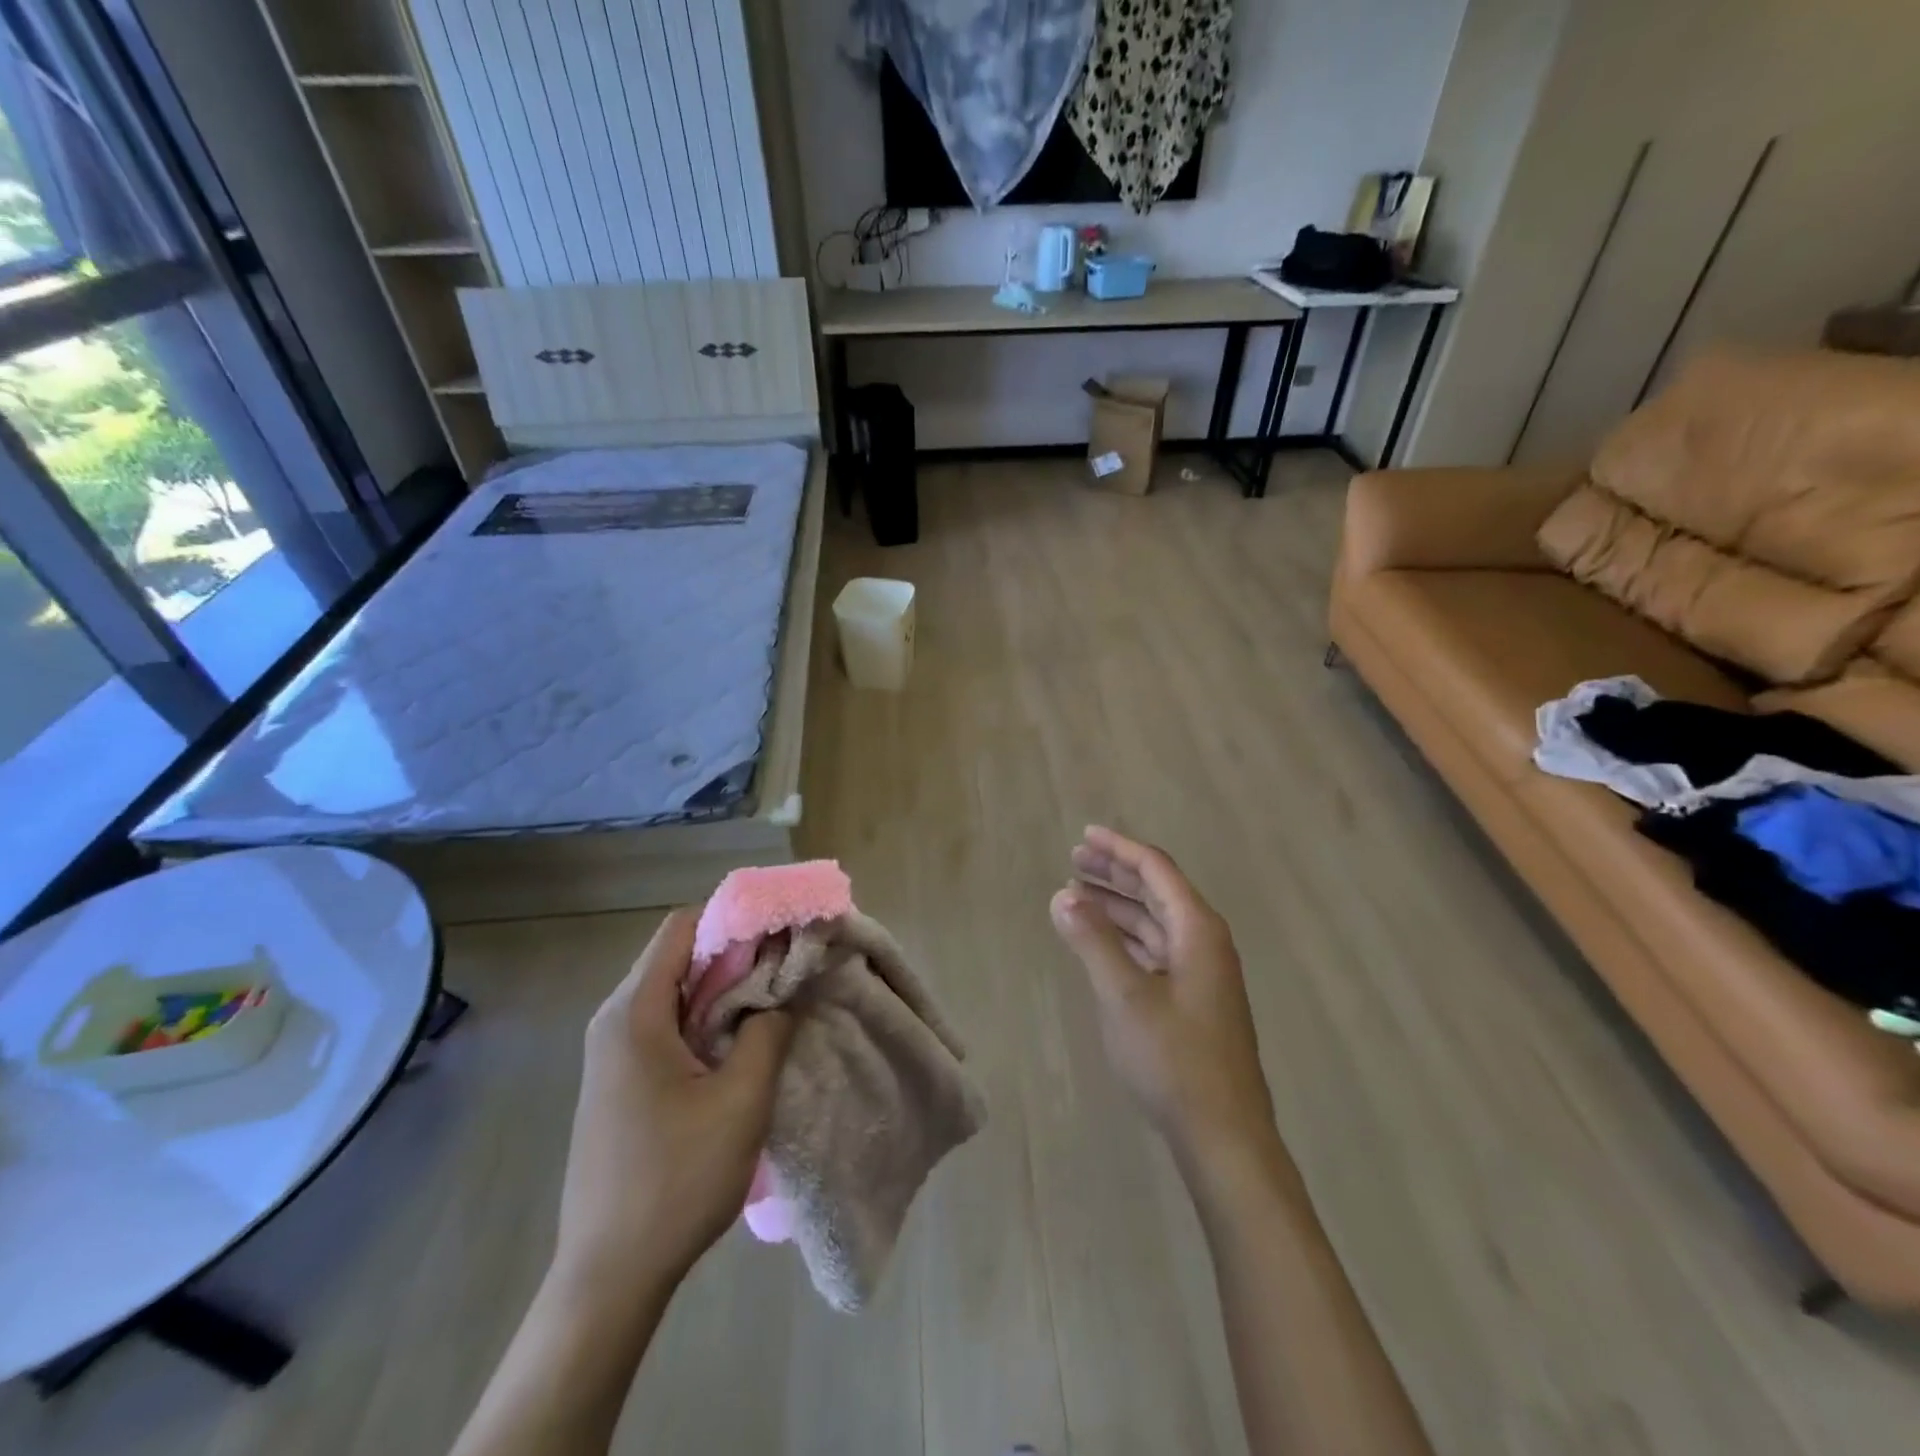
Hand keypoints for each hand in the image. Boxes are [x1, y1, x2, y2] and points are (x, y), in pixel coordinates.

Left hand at [554, 910, 794, 1291]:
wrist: (608, 1277)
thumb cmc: (676, 1180)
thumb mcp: (741, 1100)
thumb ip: (768, 1029)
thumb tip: (786, 986)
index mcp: (634, 1013)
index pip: (682, 928)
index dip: (734, 917)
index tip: (781, 928)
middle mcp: (615, 1020)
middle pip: (678, 955)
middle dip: (735, 951)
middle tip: (788, 963)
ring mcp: (612, 1053)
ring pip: (675, 991)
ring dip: (724, 987)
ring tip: (774, 998)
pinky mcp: (619, 1080)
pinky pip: (666, 1023)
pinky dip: (705, 1016)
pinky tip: (739, 1041)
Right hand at [1049, 827, 1278, 1179]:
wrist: (1224, 1136)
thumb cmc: (1174, 1059)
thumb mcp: (1125, 996)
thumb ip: (1093, 941)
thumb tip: (1063, 894)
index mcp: (1198, 930)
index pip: (1156, 869)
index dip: (1119, 848)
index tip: (1084, 835)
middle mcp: (1205, 942)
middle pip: (1157, 891)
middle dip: (1115, 873)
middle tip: (1074, 859)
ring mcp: (1202, 972)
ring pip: (1155, 921)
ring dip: (1118, 906)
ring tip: (1077, 895)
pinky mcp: (1194, 999)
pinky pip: (1156, 949)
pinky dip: (1126, 937)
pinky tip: (1101, 941)